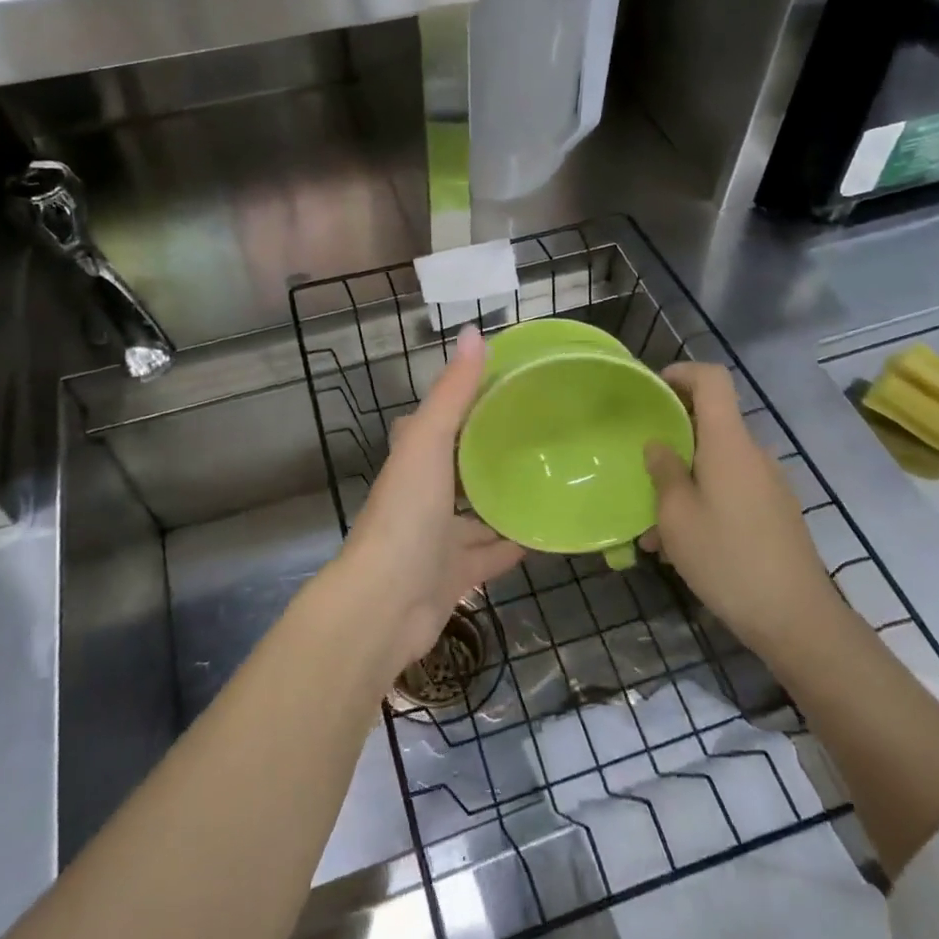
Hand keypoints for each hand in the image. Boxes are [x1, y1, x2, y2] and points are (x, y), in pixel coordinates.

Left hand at [335, 325, 525, 670]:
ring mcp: (438, 537)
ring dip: (507, 499)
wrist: (385, 606)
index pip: (441, 420)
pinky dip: (516, 544)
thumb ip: (452, 392)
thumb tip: (476, 333)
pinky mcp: (455, 574)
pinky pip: (493, 553)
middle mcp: (423, 494)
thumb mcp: (429, 442)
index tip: (511, 386)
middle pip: (462, 466)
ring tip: (553, 478)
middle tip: (543, 434)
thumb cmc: (405, 514)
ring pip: (479, 512)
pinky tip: (549, 532)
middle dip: (493, 453)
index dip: (469, 402)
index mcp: (413, 458)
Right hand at [642, 363, 838, 653]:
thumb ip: (664, 471)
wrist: (796, 619)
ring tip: (653, 531)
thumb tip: (658, 444)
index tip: (652, 390)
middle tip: (639, 472)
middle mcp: (753, 454)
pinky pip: (730, 491)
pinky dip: (702, 504)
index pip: (713, 380)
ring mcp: (768, 484)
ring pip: (716, 465)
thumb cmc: (727, 558)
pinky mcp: (775, 513)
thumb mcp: (677, 516)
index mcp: (729, 443)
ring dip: (682, 484)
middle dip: (671, 442)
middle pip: (710, 424)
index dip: (682, 373)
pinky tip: (681, 548)